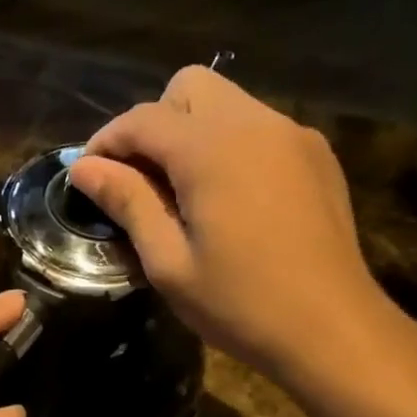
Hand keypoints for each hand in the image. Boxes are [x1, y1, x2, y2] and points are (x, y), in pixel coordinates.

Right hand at [66, 65, 386, 385]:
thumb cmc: (240, 304)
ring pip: (228, 103)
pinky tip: (232, 199)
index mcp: (212, 149)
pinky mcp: (318, 156)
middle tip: (143, 179)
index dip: (106, 141)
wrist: (333, 330)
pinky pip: (260, 128)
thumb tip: (83, 167)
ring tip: (185, 192)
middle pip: (190, 86)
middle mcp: (255, 123)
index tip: (88, 174)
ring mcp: (293, 135)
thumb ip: (127, 202)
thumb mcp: (168, 262)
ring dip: (194, 132)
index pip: (143, 118)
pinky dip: (232, 146)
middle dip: (155, 122)